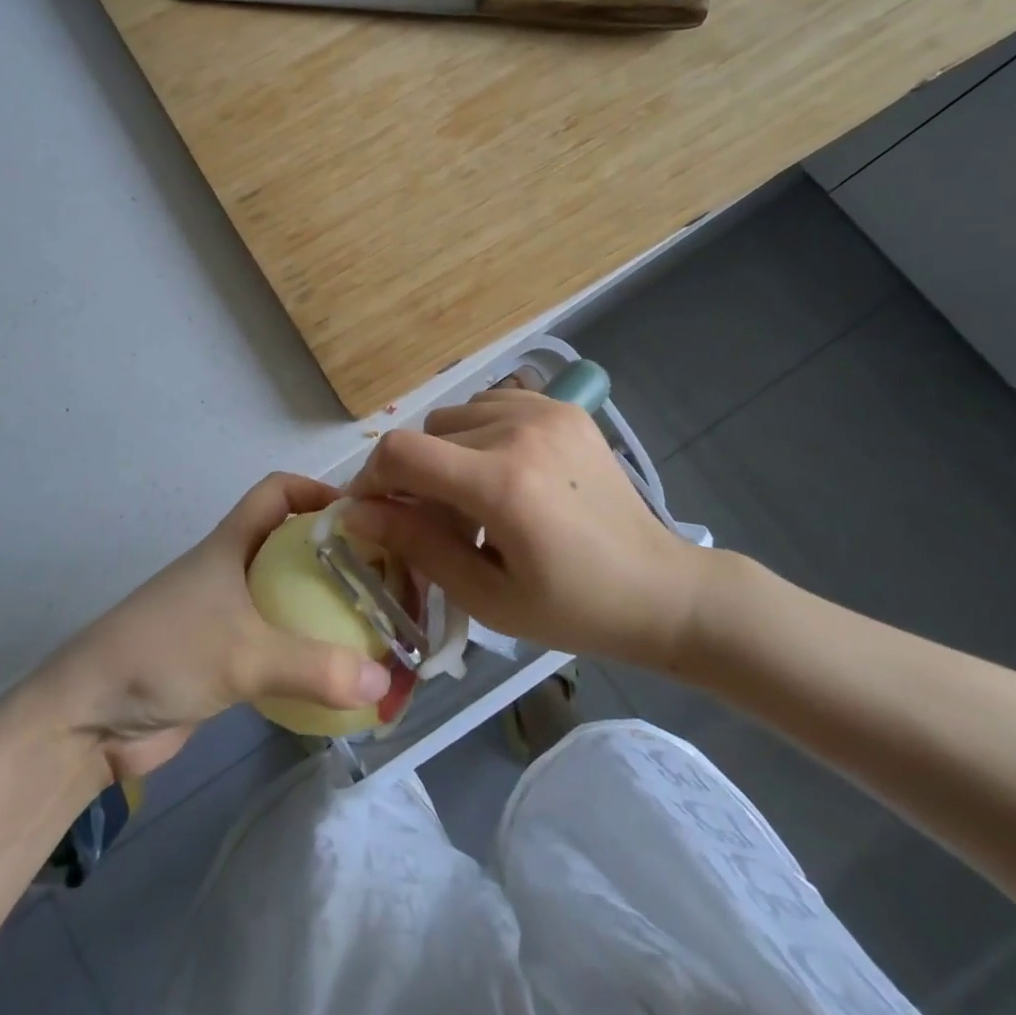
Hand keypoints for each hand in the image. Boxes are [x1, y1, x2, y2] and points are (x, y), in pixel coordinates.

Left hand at [34, 473, 393, 779]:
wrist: (89, 718)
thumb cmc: (165, 654)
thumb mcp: (244, 654)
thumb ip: (315, 667)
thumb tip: (384, 683)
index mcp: (231, 544)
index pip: (277, 491)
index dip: (318, 491)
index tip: (365, 515)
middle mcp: (232, 570)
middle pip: (292, 545)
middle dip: (336, 557)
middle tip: (387, 582)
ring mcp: (226, 615)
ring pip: (288, 596)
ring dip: (325, 609)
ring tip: (376, 629)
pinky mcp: (224, 659)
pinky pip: (278, 644)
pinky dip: (307, 652)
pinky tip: (338, 674)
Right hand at [343, 390, 723, 669]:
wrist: (661, 588)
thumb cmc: (572, 609)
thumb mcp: (486, 596)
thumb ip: (416, 546)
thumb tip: (354, 514)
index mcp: (503, 485)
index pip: (402, 452)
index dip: (371, 479)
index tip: (369, 511)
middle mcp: (520, 432)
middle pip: (426, 435)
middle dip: (413, 478)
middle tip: (436, 522)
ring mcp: (545, 412)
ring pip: (455, 416)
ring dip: (446, 454)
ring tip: (475, 498)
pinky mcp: (563, 407)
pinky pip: (490, 405)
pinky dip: (478, 434)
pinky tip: (503, 471)